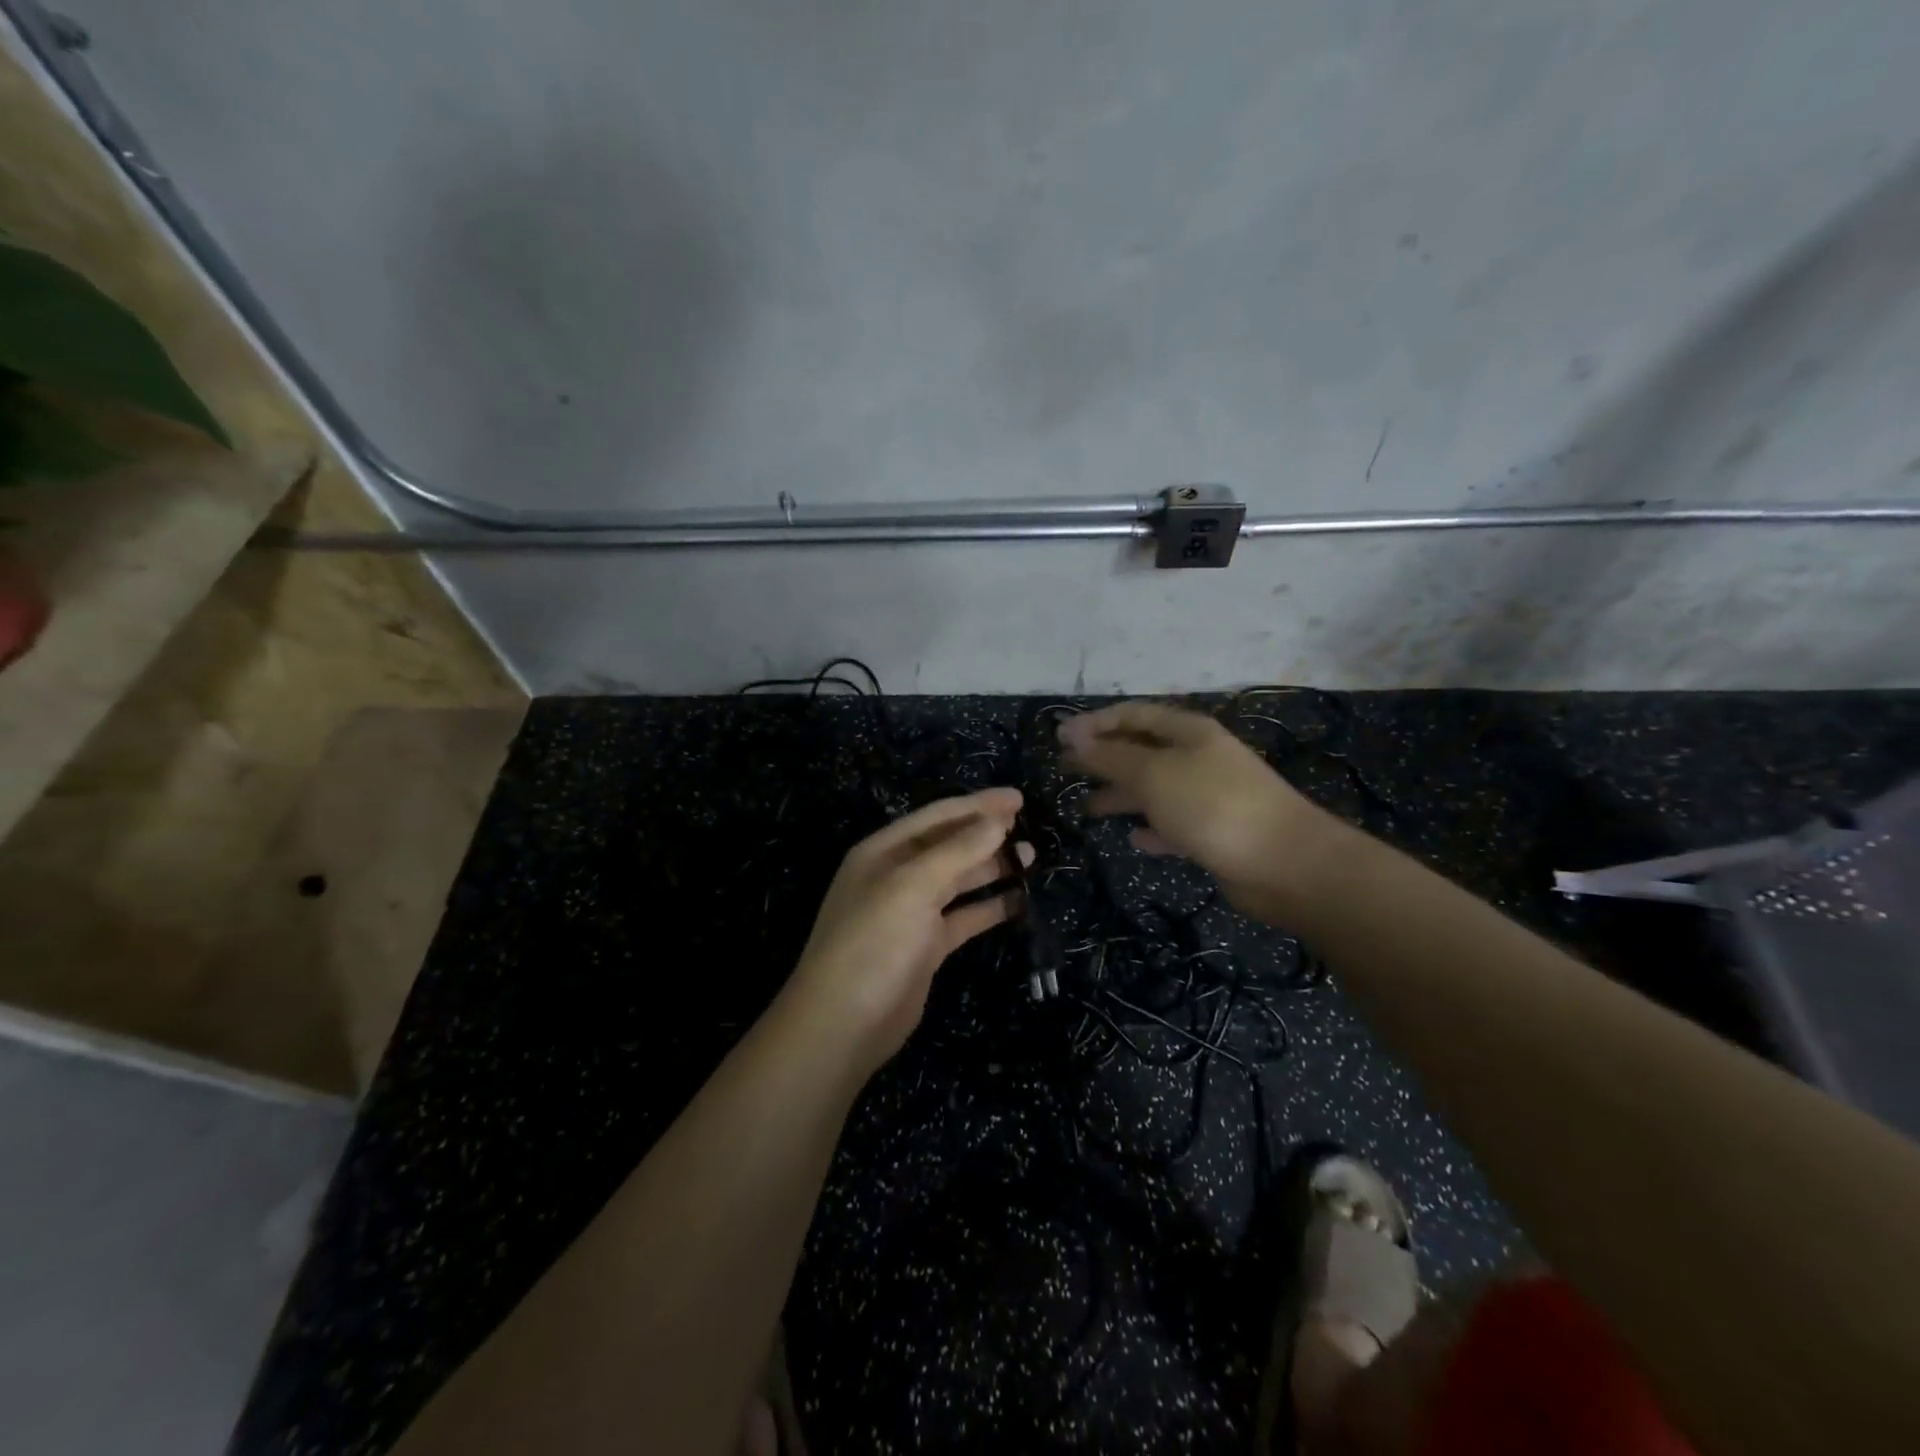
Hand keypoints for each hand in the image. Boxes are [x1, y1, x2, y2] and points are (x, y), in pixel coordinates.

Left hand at [784, 788, 1030, 1074]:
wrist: (844, 1023)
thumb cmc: (874, 942)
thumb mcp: (913, 886)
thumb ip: (957, 851)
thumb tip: (997, 820)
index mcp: (884, 851)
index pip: (937, 817)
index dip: (978, 805)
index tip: (1018, 798)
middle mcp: (897, 876)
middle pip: (950, 845)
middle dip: (988, 835)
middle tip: (1030, 829)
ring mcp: (912, 912)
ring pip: (959, 880)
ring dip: (992, 868)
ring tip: (1032, 859)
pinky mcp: (927, 946)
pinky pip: (964, 916)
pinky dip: (990, 907)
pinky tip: (1019, 901)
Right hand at [1059, 702, 1335, 915]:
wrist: (1284, 863)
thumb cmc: (1212, 805)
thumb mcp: (1153, 774)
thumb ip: (1111, 756)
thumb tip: (1073, 736)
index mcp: (1187, 732)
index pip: (1133, 714)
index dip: (1095, 722)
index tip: (1059, 738)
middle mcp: (1198, 757)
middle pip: (1141, 749)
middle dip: (1103, 757)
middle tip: (1065, 769)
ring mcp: (1208, 795)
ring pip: (1154, 788)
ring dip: (1122, 795)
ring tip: (1088, 808)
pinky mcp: (1215, 832)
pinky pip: (1173, 824)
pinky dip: (1152, 828)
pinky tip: (1134, 839)